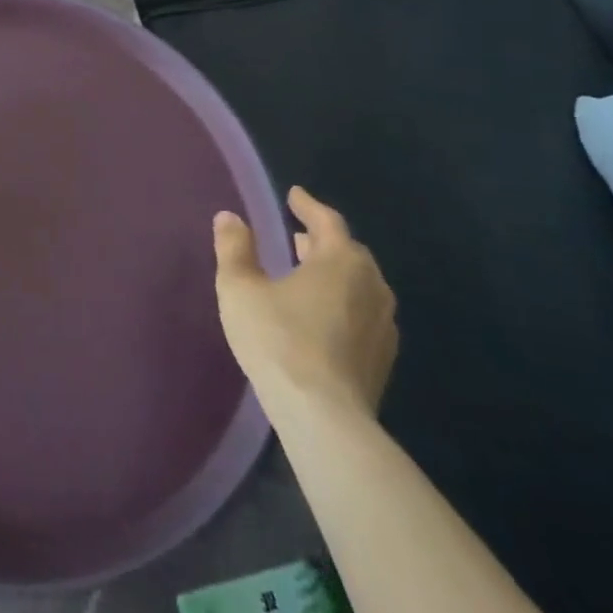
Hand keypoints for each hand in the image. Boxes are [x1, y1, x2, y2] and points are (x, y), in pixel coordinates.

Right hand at [213, 186, 396, 421]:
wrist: (324, 418)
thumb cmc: (279, 340)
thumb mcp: (240, 287)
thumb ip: (235, 248)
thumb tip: (229, 217)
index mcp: (340, 261)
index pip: (328, 221)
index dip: (308, 205)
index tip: (294, 195)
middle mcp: (371, 286)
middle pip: (349, 252)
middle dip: (323, 240)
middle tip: (298, 236)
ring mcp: (383, 325)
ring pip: (359, 284)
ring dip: (335, 272)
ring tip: (308, 272)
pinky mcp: (382, 358)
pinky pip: (363, 313)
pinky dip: (343, 301)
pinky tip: (323, 315)